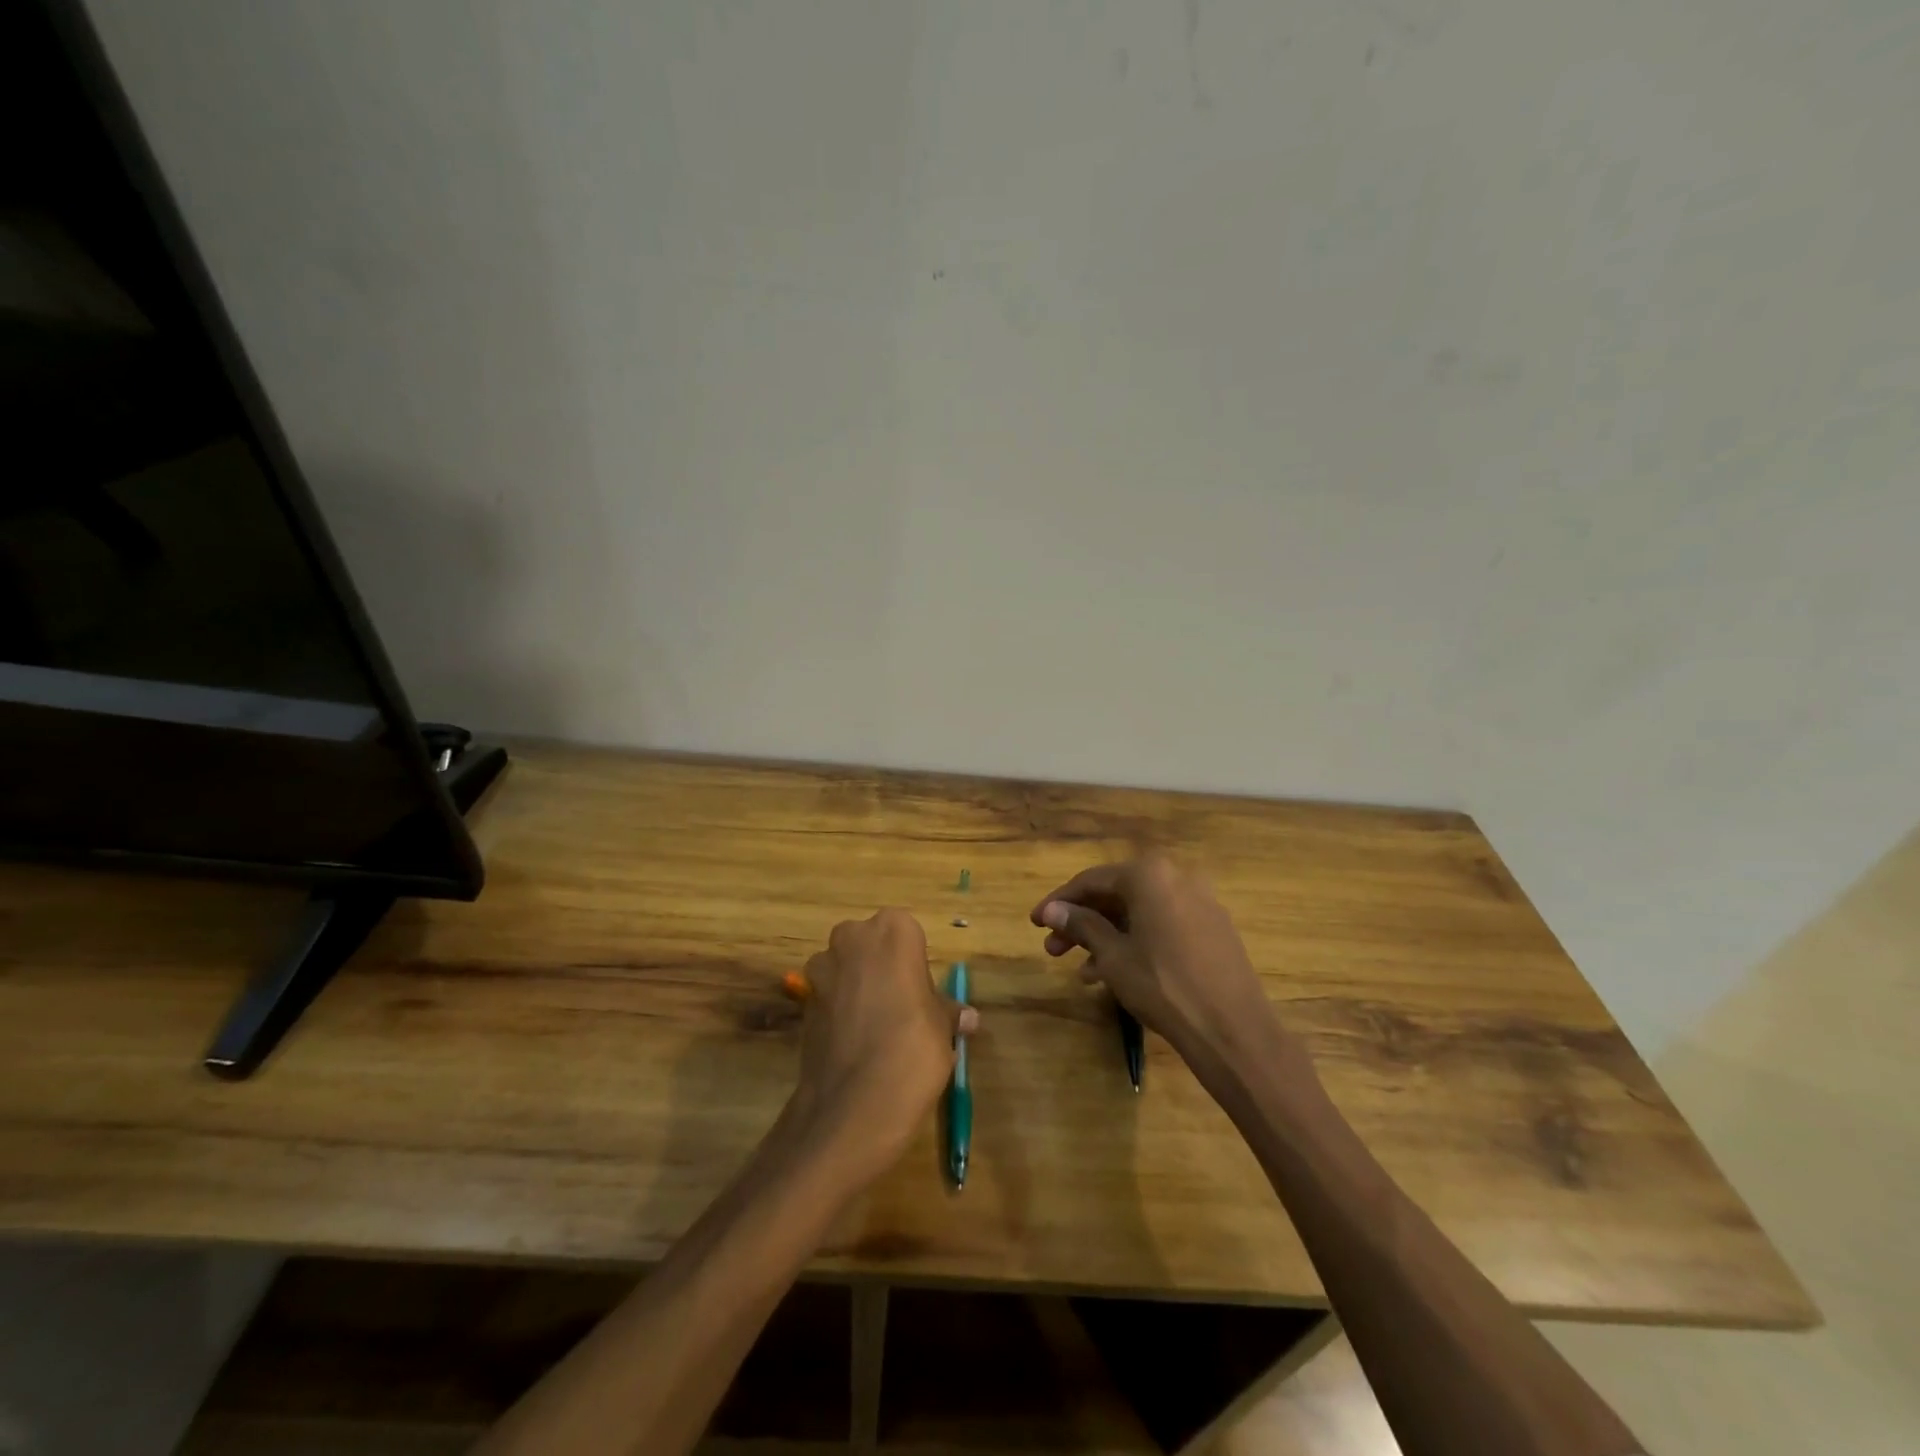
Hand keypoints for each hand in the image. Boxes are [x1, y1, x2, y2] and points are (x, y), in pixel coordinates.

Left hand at [789, 909, 977, 1181]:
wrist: (852, 1105)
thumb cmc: (912, 1049)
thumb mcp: (942, 1029)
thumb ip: (947, 1013)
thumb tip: (967, 1017)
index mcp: (893, 931)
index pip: (908, 933)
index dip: (915, 964)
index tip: (922, 995)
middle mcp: (852, 938)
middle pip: (872, 944)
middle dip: (883, 968)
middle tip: (903, 1007)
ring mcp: (822, 969)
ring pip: (847, 968)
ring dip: (859, 987)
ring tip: (877, 1029)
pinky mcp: (803, 1001)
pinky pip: (829, 996)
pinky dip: (840, 1011)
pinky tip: (855, 1043)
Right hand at [1032, 855, 1312, 1092]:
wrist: (1233, 1029)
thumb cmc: (1163, 985)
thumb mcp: (1113, 956)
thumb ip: (1081, 926)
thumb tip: (1052, 910)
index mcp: (1149, 874)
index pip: (1091, 881)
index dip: (1060, 902)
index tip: (1035, 922)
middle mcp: (1176, 877)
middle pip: (1117, 895)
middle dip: (1083, 922)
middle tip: (1053, 949)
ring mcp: (1199, 902)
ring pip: (1140, 912)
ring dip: (1107, 936)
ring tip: (1083, 971)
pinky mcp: (1213, 928)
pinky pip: (1163, 925)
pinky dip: (1136, 941)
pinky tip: (1117, 972)